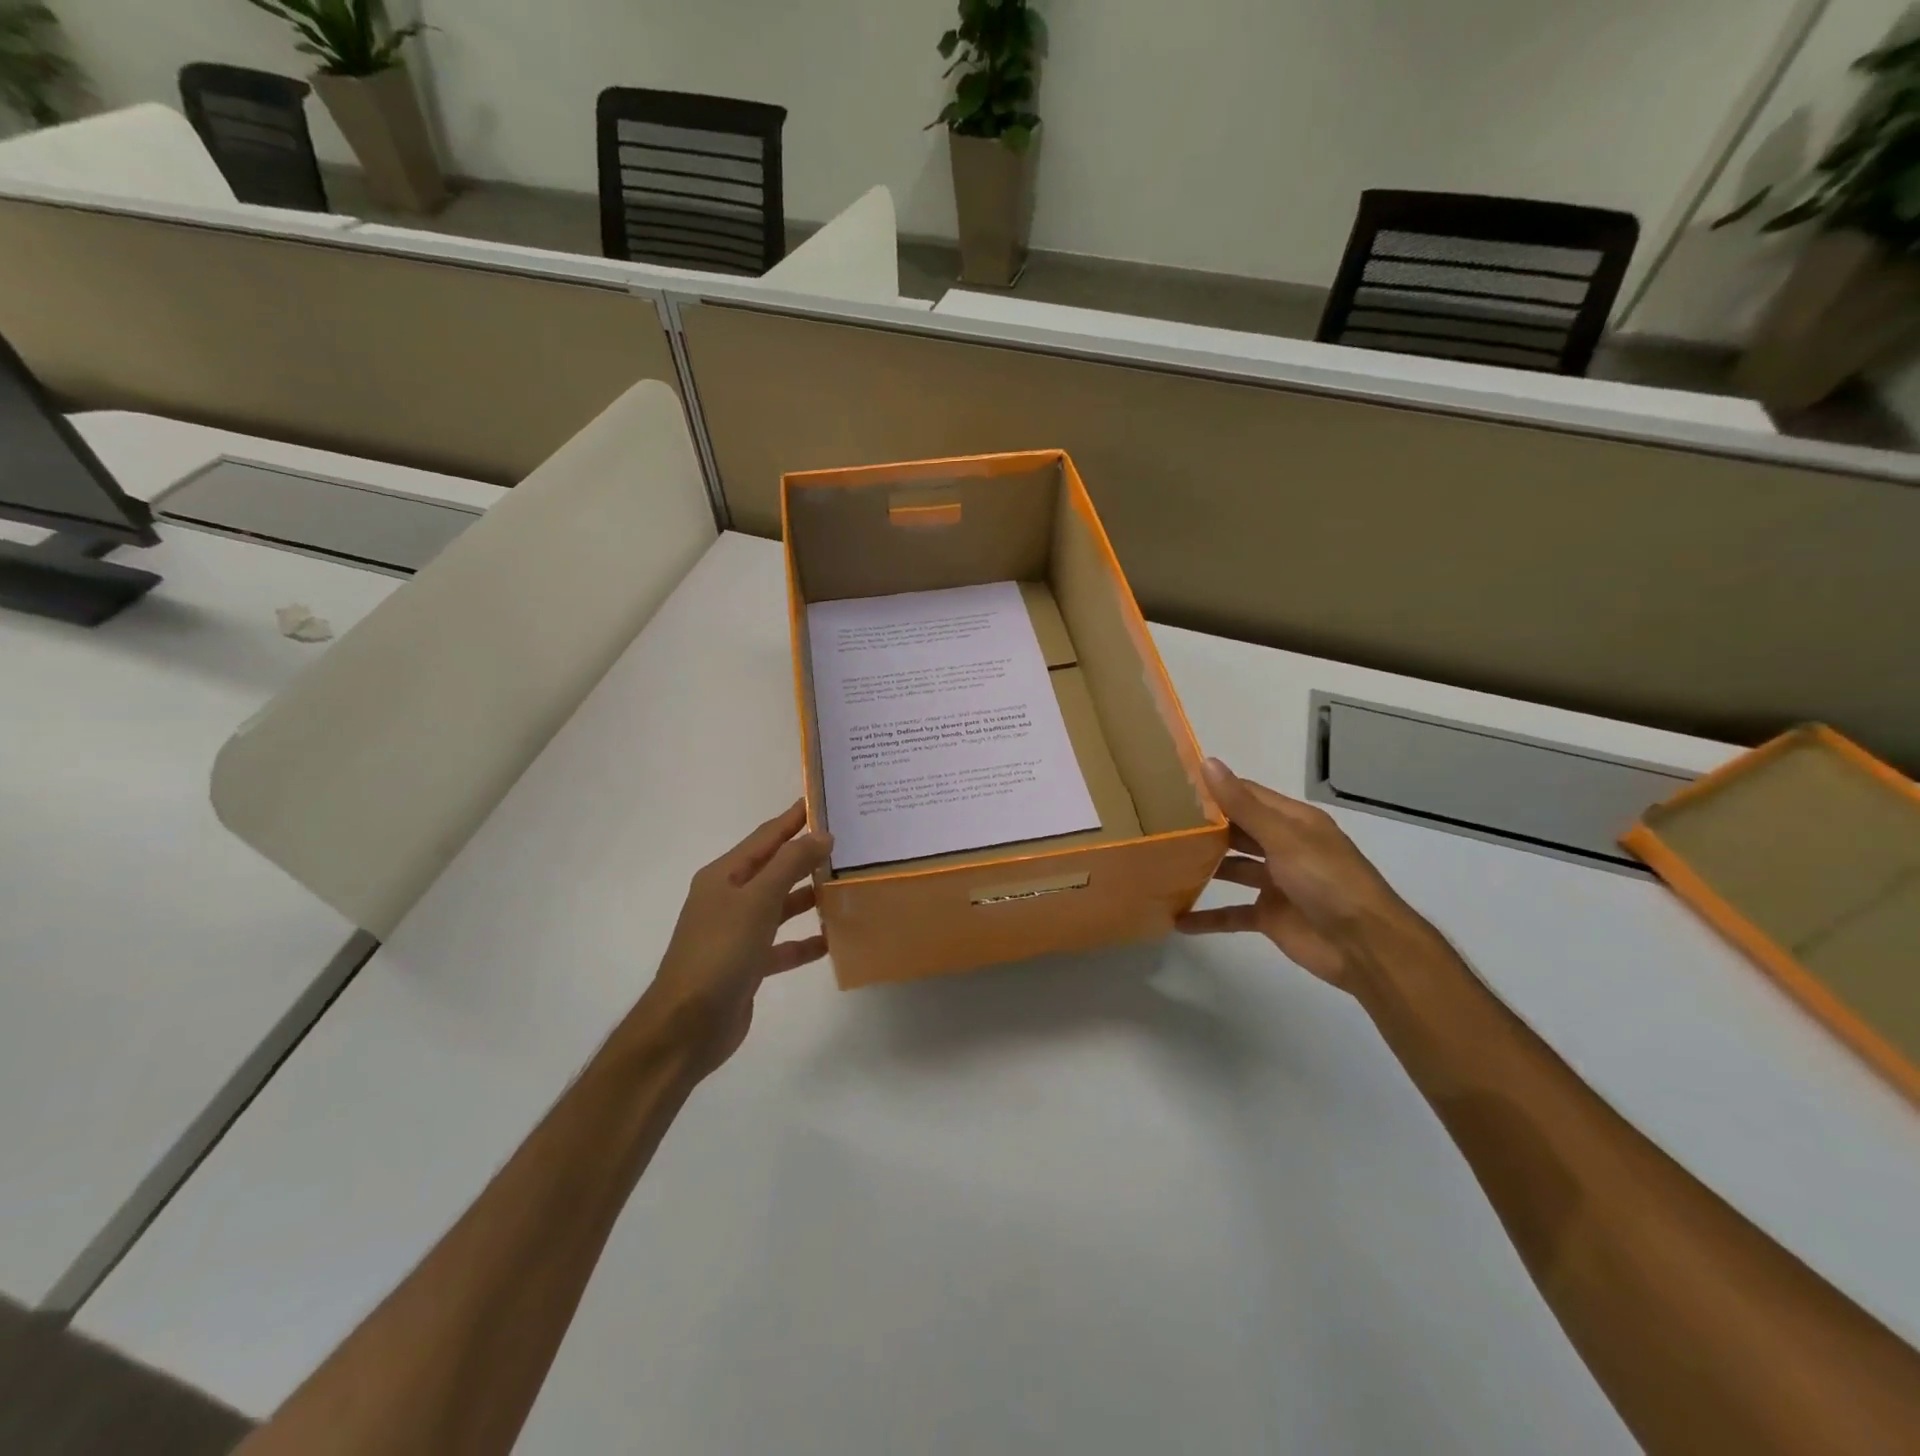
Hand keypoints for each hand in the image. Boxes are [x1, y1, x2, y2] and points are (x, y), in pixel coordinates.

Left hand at [640, 800, 832, 1076]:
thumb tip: (822, 835)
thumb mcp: (757, 901)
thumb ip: (790, 865)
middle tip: (846, 842)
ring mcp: (737, 933)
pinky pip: (782, 945)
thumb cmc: (720, 953)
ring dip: (808, 897)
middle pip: (773, 869)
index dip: (792, 818)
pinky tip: (831, 940)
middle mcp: (729, 899)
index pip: (765, 837)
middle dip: (806, 856)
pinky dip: (804, 941)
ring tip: (845, 886)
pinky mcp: (747, 965)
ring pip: (780, 906)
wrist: (686, 1027)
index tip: (821, 800)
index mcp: (724, 876)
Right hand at [1177, 759, 1434, 994]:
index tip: (1173, 784)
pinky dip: (1208, 916)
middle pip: (1237, 831)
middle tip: (1159, 822)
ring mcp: (1276, 883)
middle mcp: (1284, 847)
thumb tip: (1207, 762)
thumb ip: (1242, 805)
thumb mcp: (1283, 837)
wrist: (1365, 946)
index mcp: (1293, 822)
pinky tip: (1178, 919)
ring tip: (1162, 862)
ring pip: (1232, 868)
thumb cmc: (1327, 881)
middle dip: (1204, 827)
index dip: (1215, 789)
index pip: (1247, 796)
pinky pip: (1232, 913)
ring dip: (1203, 867)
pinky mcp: (1270, 916)